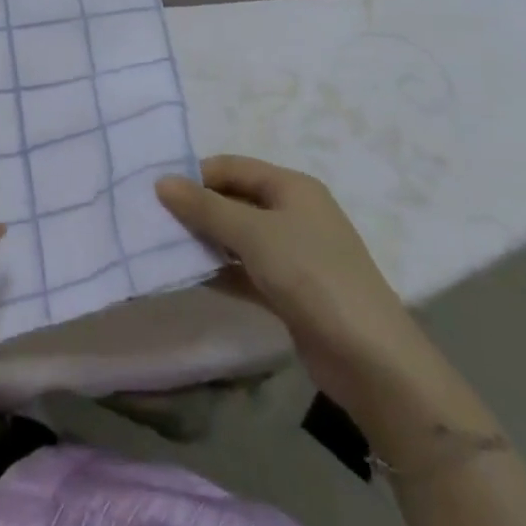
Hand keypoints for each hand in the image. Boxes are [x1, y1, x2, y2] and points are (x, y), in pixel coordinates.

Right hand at [156, 156, 441, 421]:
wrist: (371, 359)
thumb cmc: (311, 276)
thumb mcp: (253, 233)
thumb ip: (205, 207)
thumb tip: (161, 181)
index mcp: (292, 187)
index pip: (232, 167)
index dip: (195, 175)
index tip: (157, 193)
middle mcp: (293, 213)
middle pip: (234, 199)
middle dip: (197, 209)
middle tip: (154, 221)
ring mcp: (294, 253)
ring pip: (238, 237)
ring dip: (206, 241)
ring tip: (164, 248)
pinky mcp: (290, 290)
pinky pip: (246, 270)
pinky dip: (221, 271)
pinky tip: (191, 278)